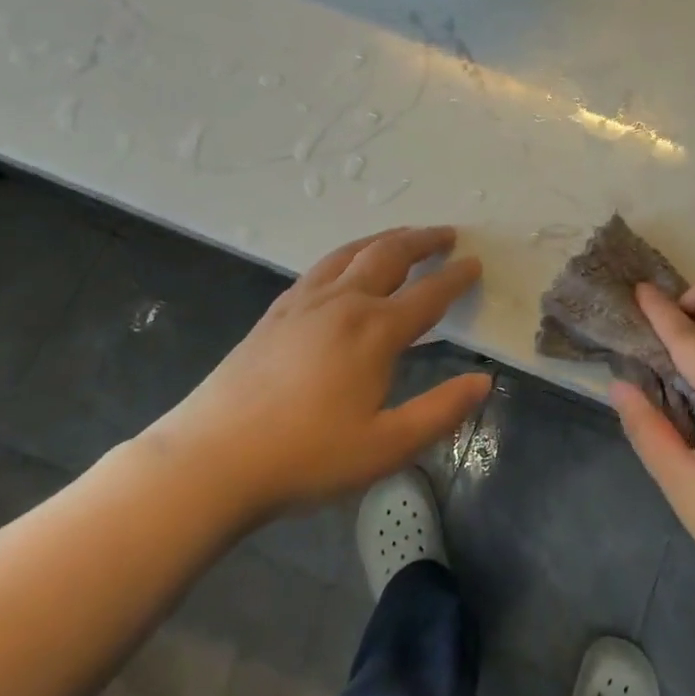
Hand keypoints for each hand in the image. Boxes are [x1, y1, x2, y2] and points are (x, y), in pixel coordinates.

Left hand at [144, 227, 488, 528]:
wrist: (210, 461)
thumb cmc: (306, 457)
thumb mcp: (386, 447)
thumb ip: (440, 412)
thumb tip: (484, 382)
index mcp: (375, 331)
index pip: (429, 294)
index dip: (456, 278)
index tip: (475, 263)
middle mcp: (344, 303)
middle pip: (390, 256)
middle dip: (423, 241)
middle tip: (447, 234)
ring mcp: (304, 303)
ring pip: (353, 253)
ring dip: (386, 239)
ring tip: (405, 235)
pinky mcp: (276, 312)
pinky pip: (322, 266)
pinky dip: (348, 253)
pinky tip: (346, 264)